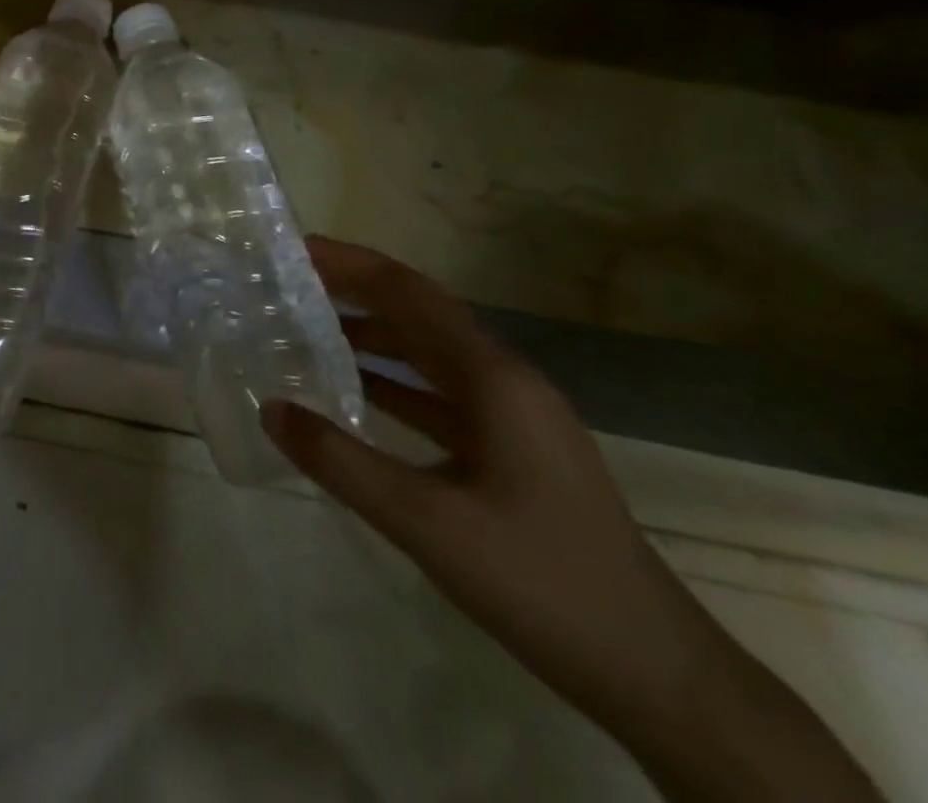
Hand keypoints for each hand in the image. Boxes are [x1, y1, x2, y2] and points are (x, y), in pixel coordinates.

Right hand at [262, 238, 880, 801]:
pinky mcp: (510, 452)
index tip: (295, 249)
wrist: (657, 677)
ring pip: (428, 354)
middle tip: (287, 283)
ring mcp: (512, 418)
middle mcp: (505, 383)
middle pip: (419, 314)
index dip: (351, 264)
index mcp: (495, 379)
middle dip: (354, 291)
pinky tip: (351, 393)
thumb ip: (341, 462)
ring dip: (370, 335)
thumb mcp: (426, 523)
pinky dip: (391, 383)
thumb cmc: (543, 583)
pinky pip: (438, 396)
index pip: (410, 294)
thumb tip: (270, 409)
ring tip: (305, 329)